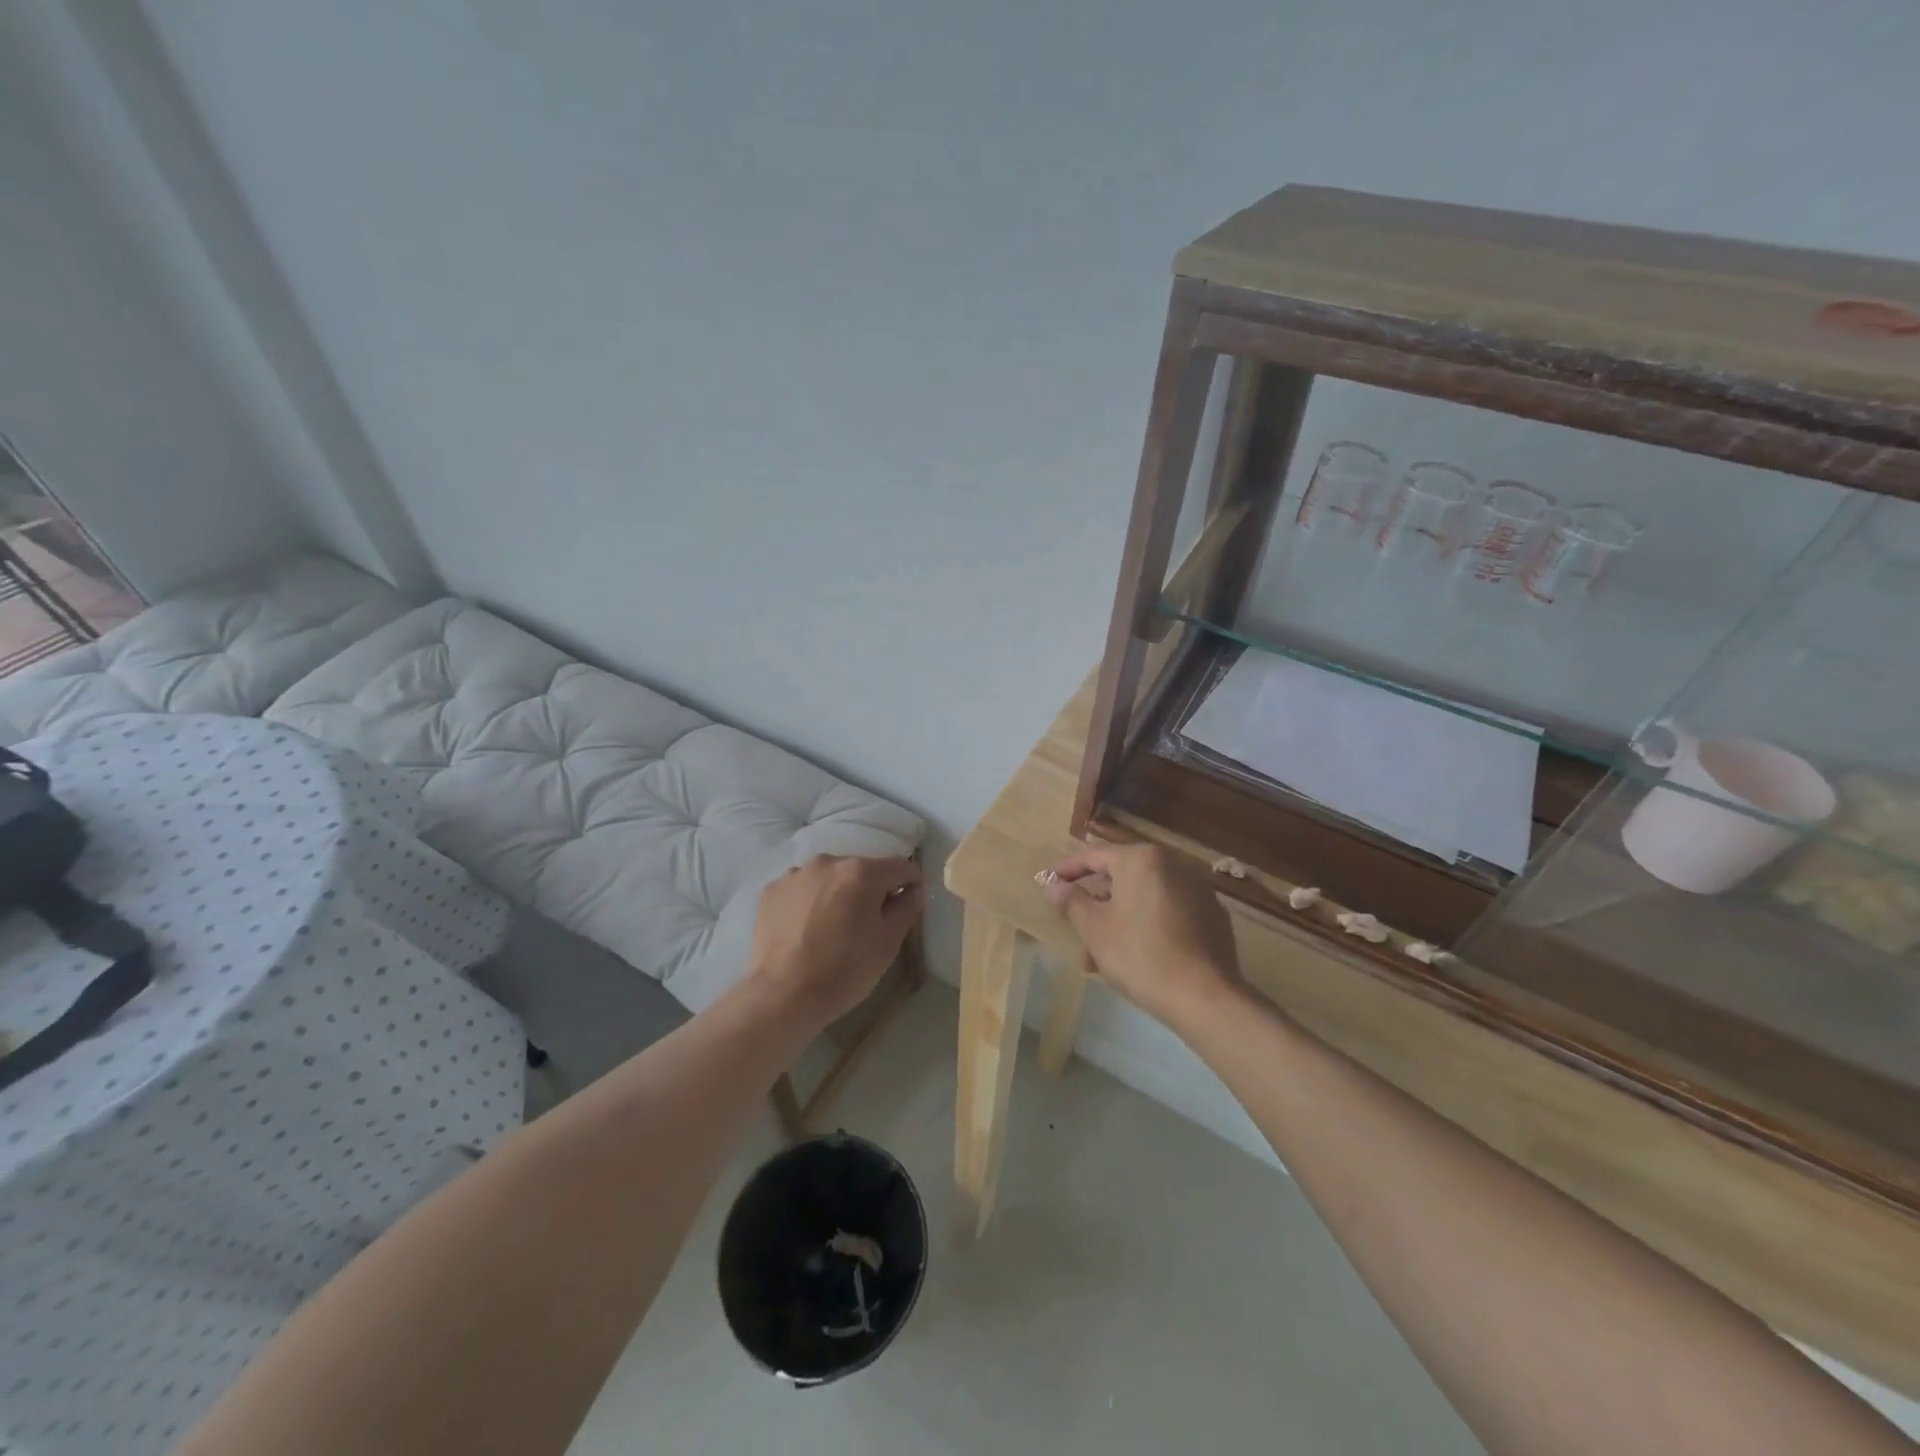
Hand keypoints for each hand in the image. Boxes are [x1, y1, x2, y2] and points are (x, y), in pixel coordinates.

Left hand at [748, 854, 923, 1025]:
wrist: (782, 996)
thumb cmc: (844, 970)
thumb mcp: (888, 943)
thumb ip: (906, 908)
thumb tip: (911, 890)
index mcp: (862, 871)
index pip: (901, 867)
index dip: (910, 885)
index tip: (907, 907)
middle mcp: (828, 862)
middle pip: (862, 870)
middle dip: (871, 890)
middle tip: (867, 925)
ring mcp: (796, 874)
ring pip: (830, 878)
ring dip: (838, 894)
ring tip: (832, 928)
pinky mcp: (772, 891)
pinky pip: (802, 889)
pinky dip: (809, 902)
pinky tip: (806, 930)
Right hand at [1040, 842, 1239, 1027]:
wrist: (1205, 997)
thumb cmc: (1140, 955)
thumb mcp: (1095, 928)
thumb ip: (1071, 901)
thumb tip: (1052, 884)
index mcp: (1142, 860)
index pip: (1094, 856)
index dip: (1066, 870)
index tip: (1046, 881)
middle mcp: (1173, 864)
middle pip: (1122, 877)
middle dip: (1095, 902)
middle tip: (1074, 925)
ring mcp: (1198, 889)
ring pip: (1145, 897)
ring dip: (1119, 918)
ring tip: (1100, 955)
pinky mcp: (1213, 915)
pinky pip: (1168, 912)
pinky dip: (1148, 925)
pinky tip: (1137, 955)